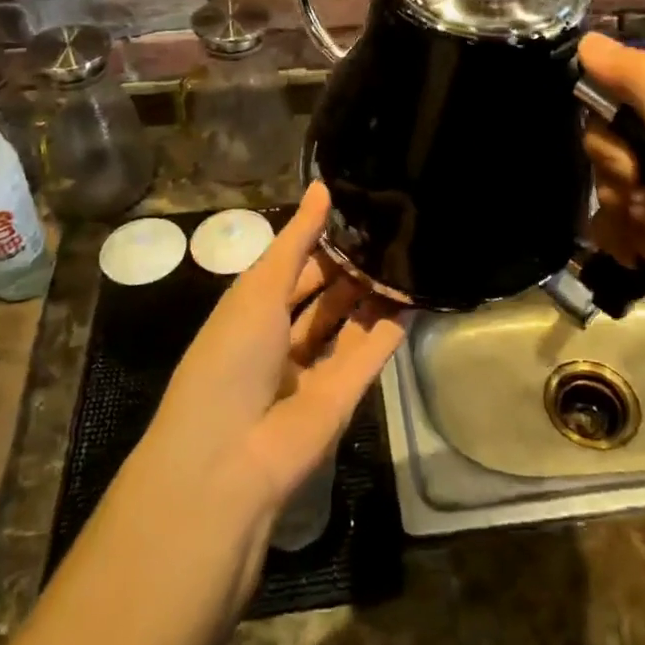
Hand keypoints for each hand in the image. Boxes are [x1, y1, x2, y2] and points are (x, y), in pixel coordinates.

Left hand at [144, 183, 411, 524]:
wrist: (230, 458)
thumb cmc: (231, 356)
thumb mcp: (260, 288)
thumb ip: (297, 240)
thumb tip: (322, 186)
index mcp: (252, 311)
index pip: (292, 267)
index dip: (319, 240)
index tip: (357, 209)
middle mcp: (281, 338)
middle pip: (323, 295)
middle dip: (350, 266)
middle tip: (391, 229)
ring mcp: (313, 370)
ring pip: (349, 323)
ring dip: (372, 294)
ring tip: (406, 254)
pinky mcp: (343, 397)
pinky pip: (370, 354)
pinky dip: (390, 328)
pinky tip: (413, 295)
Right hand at [578, 33, 644, 365]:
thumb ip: (638, 80)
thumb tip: (587, 38)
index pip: (620, 86)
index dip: (610, 126)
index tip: (631, 161)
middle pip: (609, 134)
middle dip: (616, 175)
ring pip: (609, 176)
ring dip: (620, 211)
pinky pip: (618, 210)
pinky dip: (625, 234)